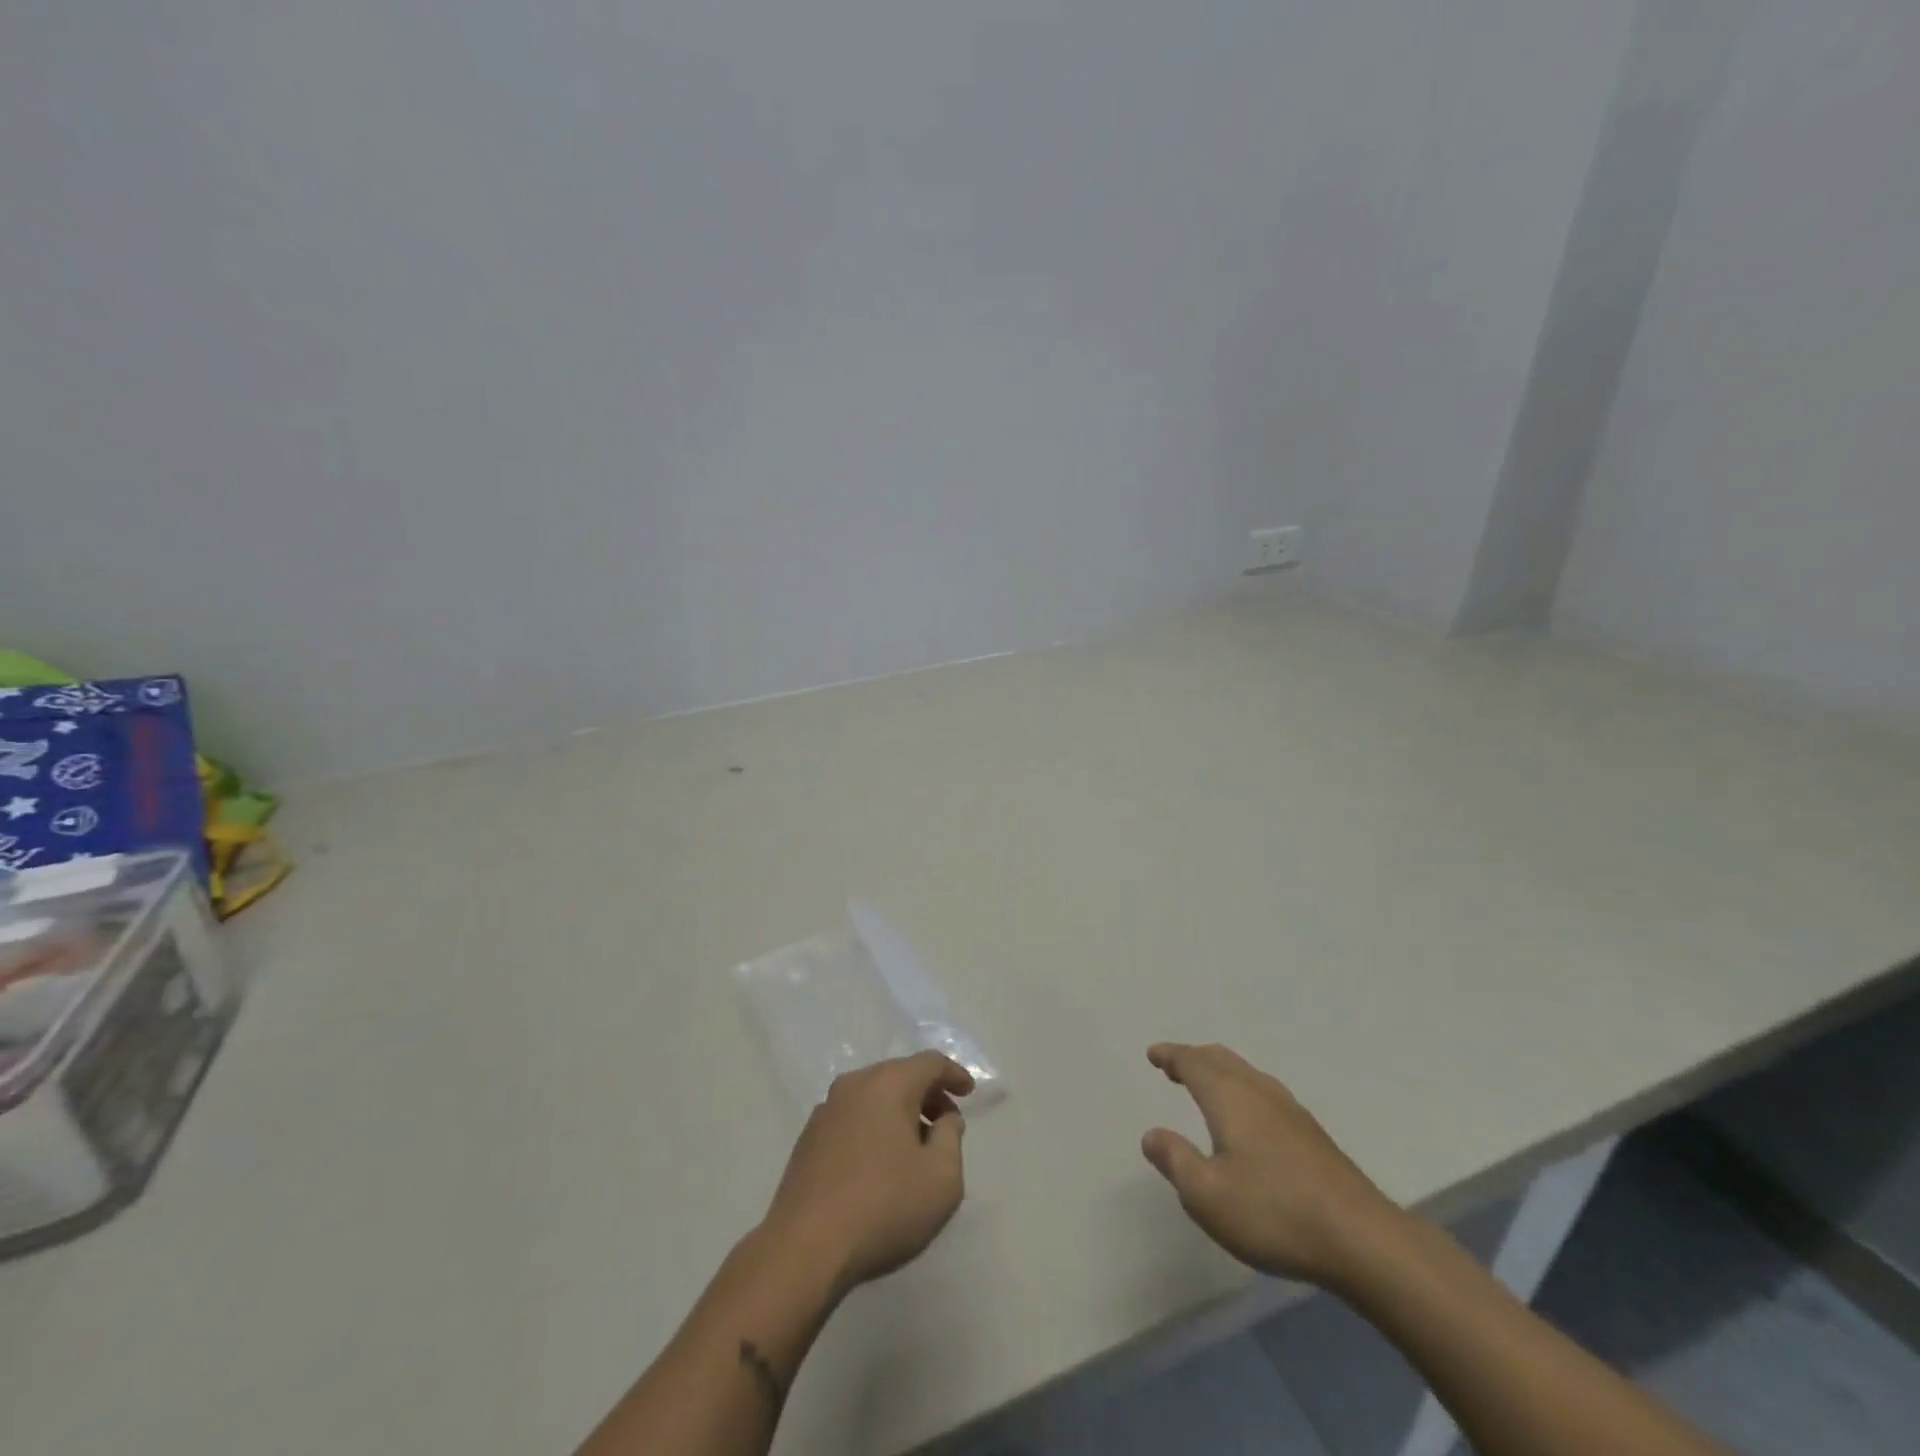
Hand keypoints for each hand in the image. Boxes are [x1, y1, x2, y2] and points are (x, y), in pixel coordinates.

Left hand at [760, 1051, 973, 1299]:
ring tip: (915, 1147)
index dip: (953, 1074)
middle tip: (946, 1123)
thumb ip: (951, 1138)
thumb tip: (943, 1119)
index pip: (929, 1063)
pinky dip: (874, 1127)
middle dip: (927, 1094)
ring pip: (874, 1096)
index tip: (969, 1092)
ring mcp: (826, 1111)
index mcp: (887, 1084)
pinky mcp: (808, 1139)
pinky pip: (853, 1118)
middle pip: (900, 1075)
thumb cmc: (883, 1207)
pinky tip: (880, 1163)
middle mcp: (854, 1085)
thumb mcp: (941, 1179)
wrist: (803, 1249)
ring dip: (899, 1112)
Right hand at [1141, 1042, 1404, 1289]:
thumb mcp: (1207, 1195)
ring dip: (1220, 1071)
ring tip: (1207, 1086)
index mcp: (1229, 1097)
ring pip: (1246, 1073)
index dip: (1171, 1055)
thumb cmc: (1274, 1213)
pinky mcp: (1313, 1134)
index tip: (1153, 1054)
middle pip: (1221, 1059)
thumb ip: (1175, 1161)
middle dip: (1194, 1058)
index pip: (1193, 1062)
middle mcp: (1259, 1092)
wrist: (1363, 1239)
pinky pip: (1265, 1092)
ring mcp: (1291, 1111)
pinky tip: (1250, 1118)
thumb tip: (1151, 1134)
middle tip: (1173, 1066)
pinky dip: (1243, 1089)